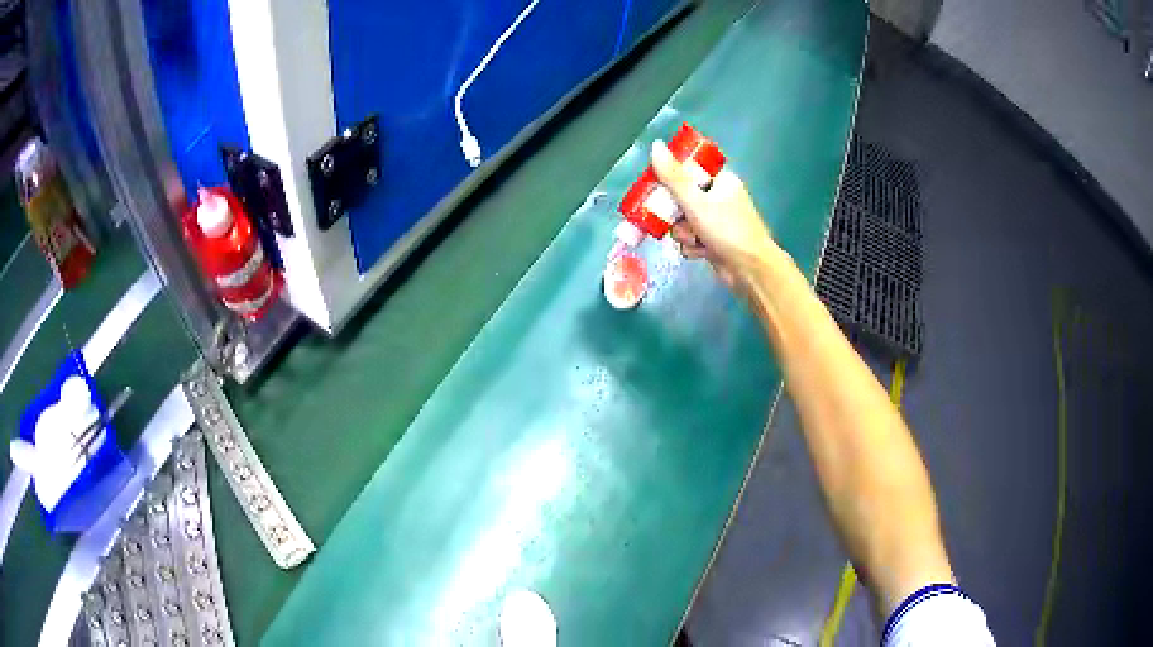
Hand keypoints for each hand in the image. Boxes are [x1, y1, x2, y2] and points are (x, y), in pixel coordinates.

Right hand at [650, 139, 777, 290]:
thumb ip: (673, 177)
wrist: (750, 270)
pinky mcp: (712, 241)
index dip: (670, 180)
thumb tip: (656, 145)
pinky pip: (690, 238)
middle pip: (680, 198)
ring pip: (682, 221)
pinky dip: (692, 246)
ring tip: (695, 240)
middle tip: (672, 220)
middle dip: (675, 214)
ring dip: (683, 233)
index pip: (687, 172)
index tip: (657, 189)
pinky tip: (701, 252)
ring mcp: (716, 220)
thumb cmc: (727, 230)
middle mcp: (718, 197)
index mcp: (720, 180)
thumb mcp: (696, 201)